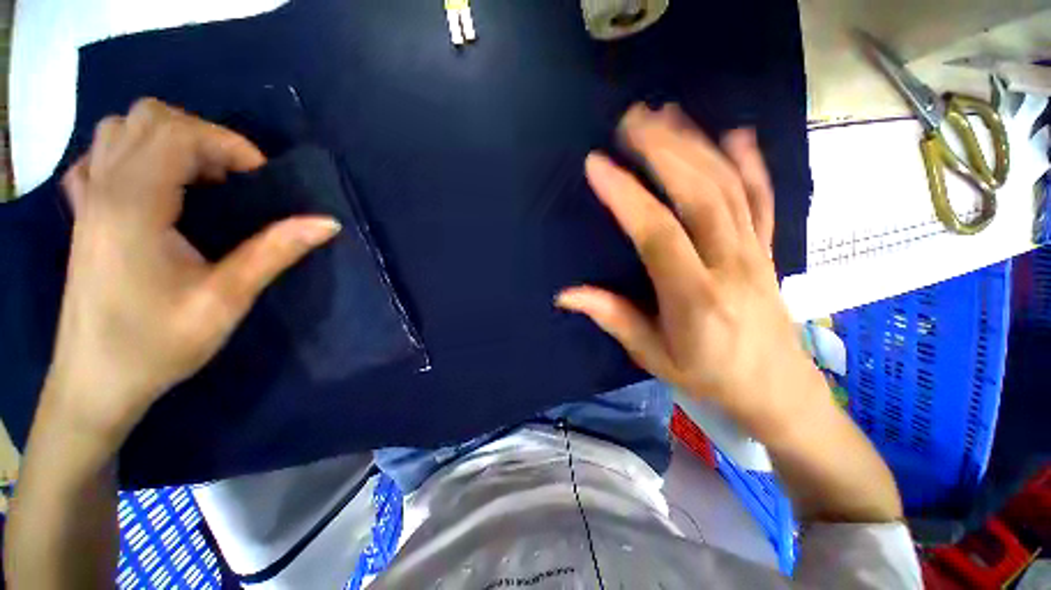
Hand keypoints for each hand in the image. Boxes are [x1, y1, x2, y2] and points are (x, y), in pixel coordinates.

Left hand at [46, 98, 340, 449]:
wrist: (95, 383)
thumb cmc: (156, 345)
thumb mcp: (226, 300)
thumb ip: (275, 252)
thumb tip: (327, 223)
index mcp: (133, 207)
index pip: (179, 134)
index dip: (229, 145)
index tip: (262, 180)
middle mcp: (103, 189)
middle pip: (148, 118)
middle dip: (201, 137)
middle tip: (232, 180)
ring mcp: (86, 199)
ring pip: (121, 128)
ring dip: (168, 141)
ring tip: (198, 181)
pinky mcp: (82, 213)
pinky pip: (100, 156)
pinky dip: (132, 154)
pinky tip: (153, 186)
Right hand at [558, 104, 823, 436]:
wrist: (777, 390)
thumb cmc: (709, 376)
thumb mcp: (652, 354)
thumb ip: (612, 317)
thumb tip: (566, 295)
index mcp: (694, 297)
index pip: (657, 234)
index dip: (626, 196)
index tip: (596, 164)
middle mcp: (730, 264)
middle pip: (700, 194)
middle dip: (664, 150)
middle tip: (631, 120)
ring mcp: (755, 252)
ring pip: (730, 187)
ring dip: (697, 145)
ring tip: (667, 115)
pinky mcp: (768, 248)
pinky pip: (762, 198)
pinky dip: (749, 162)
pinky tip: (733, 134)